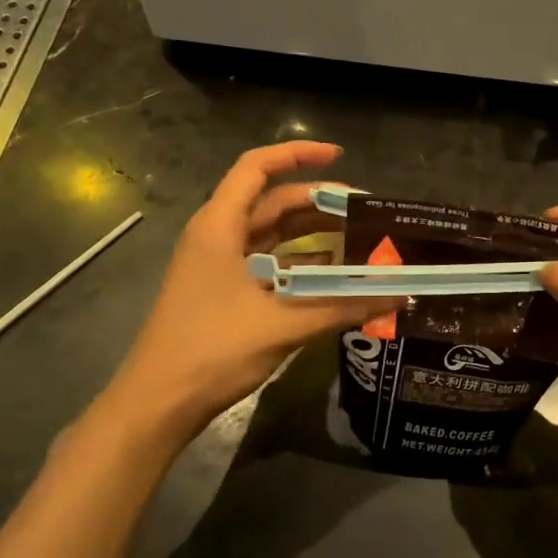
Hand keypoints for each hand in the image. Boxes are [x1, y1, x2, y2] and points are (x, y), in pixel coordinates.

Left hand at [112, 142, 398, 440]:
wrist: (158, 403)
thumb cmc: (212, 351)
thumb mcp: (282, 326)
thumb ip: (342, 307)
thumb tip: (399, 295)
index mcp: (219, 226)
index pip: (257, 167)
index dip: (298, 154)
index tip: (340, 156)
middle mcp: (217, 236)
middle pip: (271, 202)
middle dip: (318, 202)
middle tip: (366, 213)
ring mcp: (217, 264)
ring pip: (271, 234)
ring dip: (311, 234)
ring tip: (358, 240)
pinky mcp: (223, 291)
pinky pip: (267, 263)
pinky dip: (299, 264)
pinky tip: (332, 276)